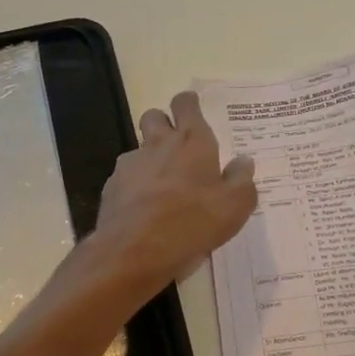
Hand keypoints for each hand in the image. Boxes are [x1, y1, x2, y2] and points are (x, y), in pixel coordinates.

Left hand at [95, 91, 257, 288]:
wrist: (134, 252)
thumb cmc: (193, 223)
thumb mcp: (235, 206)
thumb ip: (242, 180)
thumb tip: (243, 162)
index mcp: (192, 142)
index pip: (186, 104)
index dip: (189, 103)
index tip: (193, 110)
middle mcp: (158, 144)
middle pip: (154, 116)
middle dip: (164, 123)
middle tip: (178, 147)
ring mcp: (130, 165)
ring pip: (139, 149)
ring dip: (150, 159)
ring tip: (163, 187)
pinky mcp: (111, 187)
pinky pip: (126, 177)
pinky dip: (136, 186)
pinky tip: (145, 210)